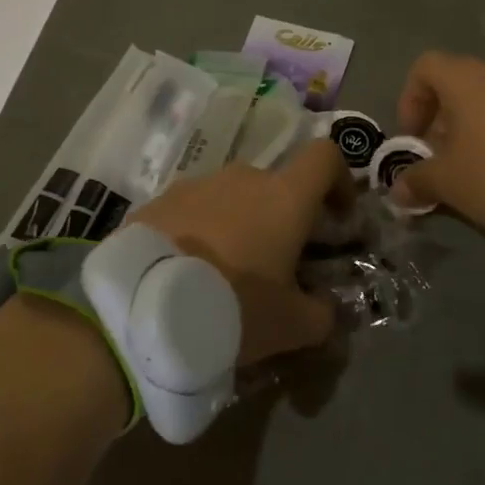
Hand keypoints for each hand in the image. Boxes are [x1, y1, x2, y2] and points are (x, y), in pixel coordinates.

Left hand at [134, 139, 355, 364]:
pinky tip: (186, 272)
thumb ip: (322, 313)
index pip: (325, 157)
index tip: (337, 215)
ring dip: (238, 224)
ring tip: (224, 272)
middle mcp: (241, 179)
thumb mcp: (292, 326)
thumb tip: (326, 307)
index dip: (339, 179)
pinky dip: (198, 233)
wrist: (144, 310)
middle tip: (275, 263)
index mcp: (284, 197)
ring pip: (230, 198)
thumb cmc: (235, 308)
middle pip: (274, 185)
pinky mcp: (156, 203)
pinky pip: (190, 211)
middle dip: (281, 217)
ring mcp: (194, 186)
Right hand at [391, 51, 484, 233]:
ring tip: (476, 170)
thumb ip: (418, 180)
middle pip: (460, 86)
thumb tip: (398, 189)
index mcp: (465, 79)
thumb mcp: (447, 182)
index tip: (414, 137)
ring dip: (477, 130)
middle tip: (442, 160)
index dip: (411, 99)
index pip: (425, 67)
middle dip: (444, 121)